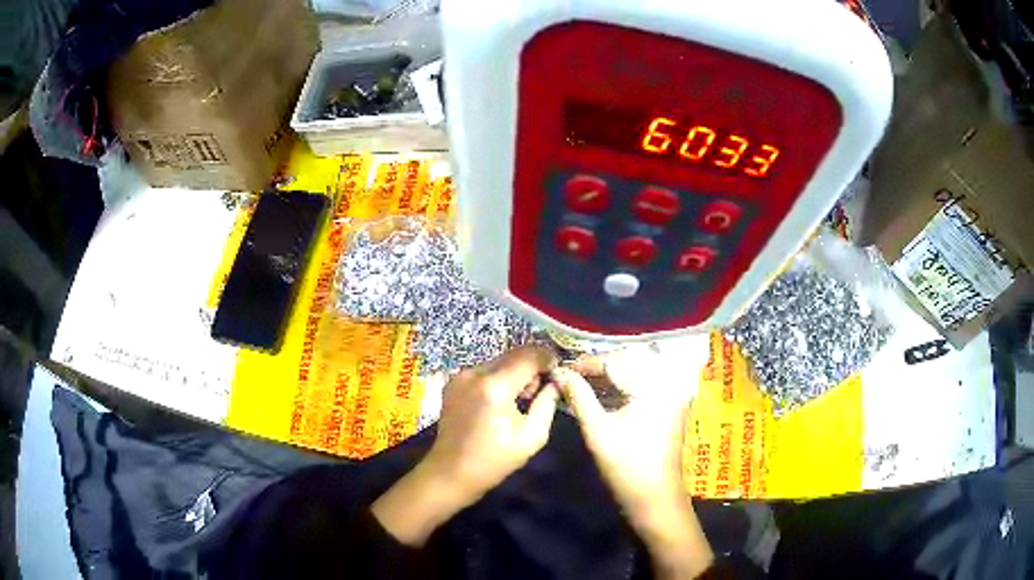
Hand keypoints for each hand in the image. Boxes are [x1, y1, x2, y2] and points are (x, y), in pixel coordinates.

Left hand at [372, 346, 558, 545]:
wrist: (450, 472)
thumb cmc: (493, 461)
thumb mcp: (532, 437)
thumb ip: (548, 404)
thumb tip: (556, 382)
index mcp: (495, 387)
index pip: (529, 356)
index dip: (548, 359)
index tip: (559, 371)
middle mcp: (475, 373)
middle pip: (513, 355)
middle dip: (533, 366)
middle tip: (543, 389)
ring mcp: (461, 375)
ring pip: (500, 361)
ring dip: (516, 372)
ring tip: (522, 398)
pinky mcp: (454, 381)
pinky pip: (486, 370)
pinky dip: (500, 377)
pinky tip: (502, 400)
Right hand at [553, 337, 712, 578]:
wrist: (655, 497)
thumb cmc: (626, 466)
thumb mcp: (597, 429)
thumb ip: (578, 396)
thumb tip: (559, 372)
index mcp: (653, 385)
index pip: (614, 362)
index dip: (585, 364)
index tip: (560, 369)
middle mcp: (667, 382)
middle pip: (626, 364)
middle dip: (596, 369)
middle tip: (568, 376)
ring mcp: (671, 394)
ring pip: (633, 374)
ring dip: (607, 378)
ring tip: (578, 385)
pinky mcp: (669, 405)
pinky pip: (642, 387)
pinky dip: (620, 389)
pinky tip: (599, 395)